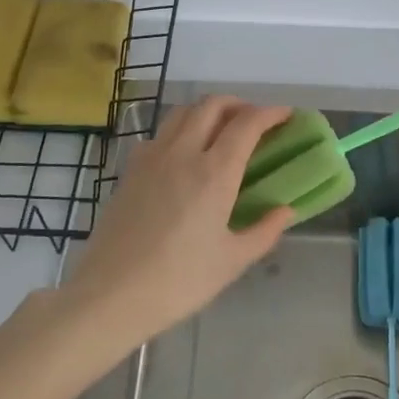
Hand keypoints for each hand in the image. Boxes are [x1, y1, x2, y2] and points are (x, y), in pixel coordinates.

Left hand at [61, 97, 295, 344]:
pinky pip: (160, 133)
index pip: (247, 124)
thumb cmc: (179, 281)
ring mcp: (152, 157)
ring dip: (207, 111)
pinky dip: (180, 129)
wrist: (112, 294)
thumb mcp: (232, 262)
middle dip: (239, 104)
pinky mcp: (130, 169)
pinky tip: (184, 153)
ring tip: (221, 129)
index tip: (286, 115)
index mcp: (215, 173)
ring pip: (183, 112)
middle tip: (254, 121)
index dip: (270, 113)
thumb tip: (286, 210)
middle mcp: (183, 153)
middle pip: (212, 105)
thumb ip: (264, 231)